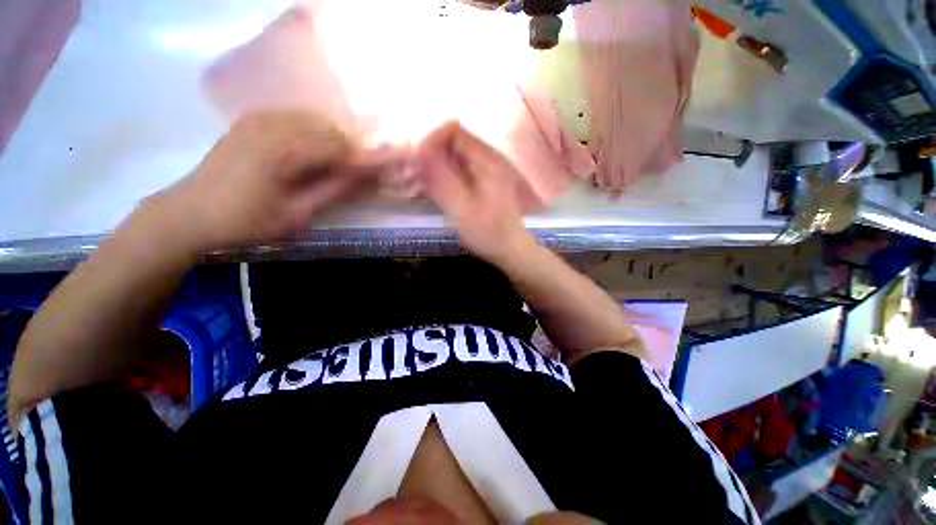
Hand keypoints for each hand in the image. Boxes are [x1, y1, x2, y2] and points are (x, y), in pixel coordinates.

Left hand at [149, 111, 386, 252]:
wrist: (190, 213)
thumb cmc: (245, 221)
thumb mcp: (296, 215)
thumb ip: (334, 192)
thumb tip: (367, 179)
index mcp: (281, 150)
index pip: (339, 146)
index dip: (365, 158)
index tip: (384, 171)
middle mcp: (271, 125)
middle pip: (330, 129)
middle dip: (352, 149)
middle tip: (362, 173)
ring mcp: (259, 118)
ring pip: (315, 120)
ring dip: (335, 140)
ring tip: (342, 165)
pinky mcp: (252, 119)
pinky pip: (297, 119)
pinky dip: (315, 133)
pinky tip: (316, 153)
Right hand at [417, 121, 536, 264]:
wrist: (509, 250)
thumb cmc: (487, 231)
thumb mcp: (461, 207)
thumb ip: (440, 177)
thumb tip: (419, 148)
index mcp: (485, 158)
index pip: (452, 130)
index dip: (430, 139)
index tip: (414, 161)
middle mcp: (485, 159)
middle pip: (450, 143)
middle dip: (427, 155)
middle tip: (410, 176)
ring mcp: (482, 172)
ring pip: (450, 159)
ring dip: (431, 169)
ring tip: (413, 186)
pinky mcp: (479, 184)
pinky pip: (455, 172)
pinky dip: (439, 179)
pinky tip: (427, 192)